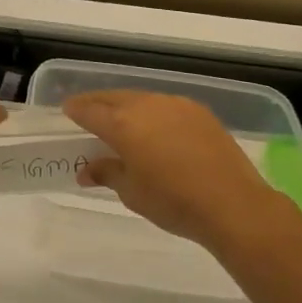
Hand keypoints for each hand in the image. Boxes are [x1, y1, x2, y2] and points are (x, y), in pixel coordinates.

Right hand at [64, 90, 301, 252]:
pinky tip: (156, 127)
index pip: (90, 111)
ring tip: (121, 119)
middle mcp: (146, 106)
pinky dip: (153, 112)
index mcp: (122, 125)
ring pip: (141, 98)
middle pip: (114, 98)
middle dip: (98, 103)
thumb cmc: (173, 202)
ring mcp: (175, 105)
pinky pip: (166, 105)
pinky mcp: (199, 112)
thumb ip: (107, 173)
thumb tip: (86, 170)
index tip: (67, 111)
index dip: (76, 110)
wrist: (233, 204)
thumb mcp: (132, 193)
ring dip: (126, 106)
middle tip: (87, 112)